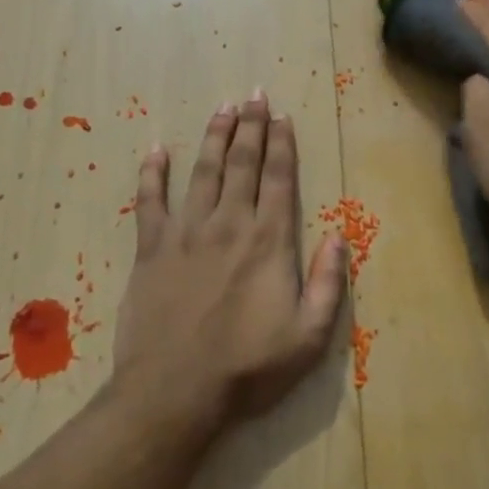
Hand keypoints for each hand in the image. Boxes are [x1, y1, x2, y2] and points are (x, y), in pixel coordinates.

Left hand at [113, 92, 347, 430]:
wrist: (174, 394)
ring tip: (223, 107)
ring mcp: (185, 233)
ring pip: (202, 171)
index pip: (279, 179)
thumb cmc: (247, 368)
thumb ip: (328, 282)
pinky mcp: (151, 249)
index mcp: (268, 241)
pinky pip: (150, 201)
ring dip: (214, 136)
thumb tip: (339, 234)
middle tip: (254, 95)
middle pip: (242, 164)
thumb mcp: (309, 336)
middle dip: (251, 126)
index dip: (282, 144)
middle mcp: (229, 224)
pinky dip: (152, 173)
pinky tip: (157, 150)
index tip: (282, 116)